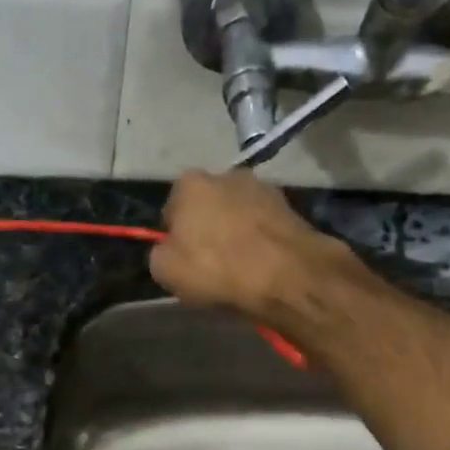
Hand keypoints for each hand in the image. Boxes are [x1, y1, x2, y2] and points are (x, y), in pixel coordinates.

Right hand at [148, 169, 348, 317]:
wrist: (285, 275)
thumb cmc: (216, 269)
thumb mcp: (164, 270)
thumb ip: (160, 253)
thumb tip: (169, 250)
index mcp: (189, 183)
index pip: (171, 210)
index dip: (174, 237)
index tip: (181, 261)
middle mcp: (226, 174)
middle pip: (207, 207)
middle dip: (206, 230)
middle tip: (209, 265)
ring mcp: (262, 187)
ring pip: (237, 214)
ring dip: (235, 234)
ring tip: (238, 268)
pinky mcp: (290, 206)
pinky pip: (263, 226)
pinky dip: (259, 241)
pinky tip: (260, 266)